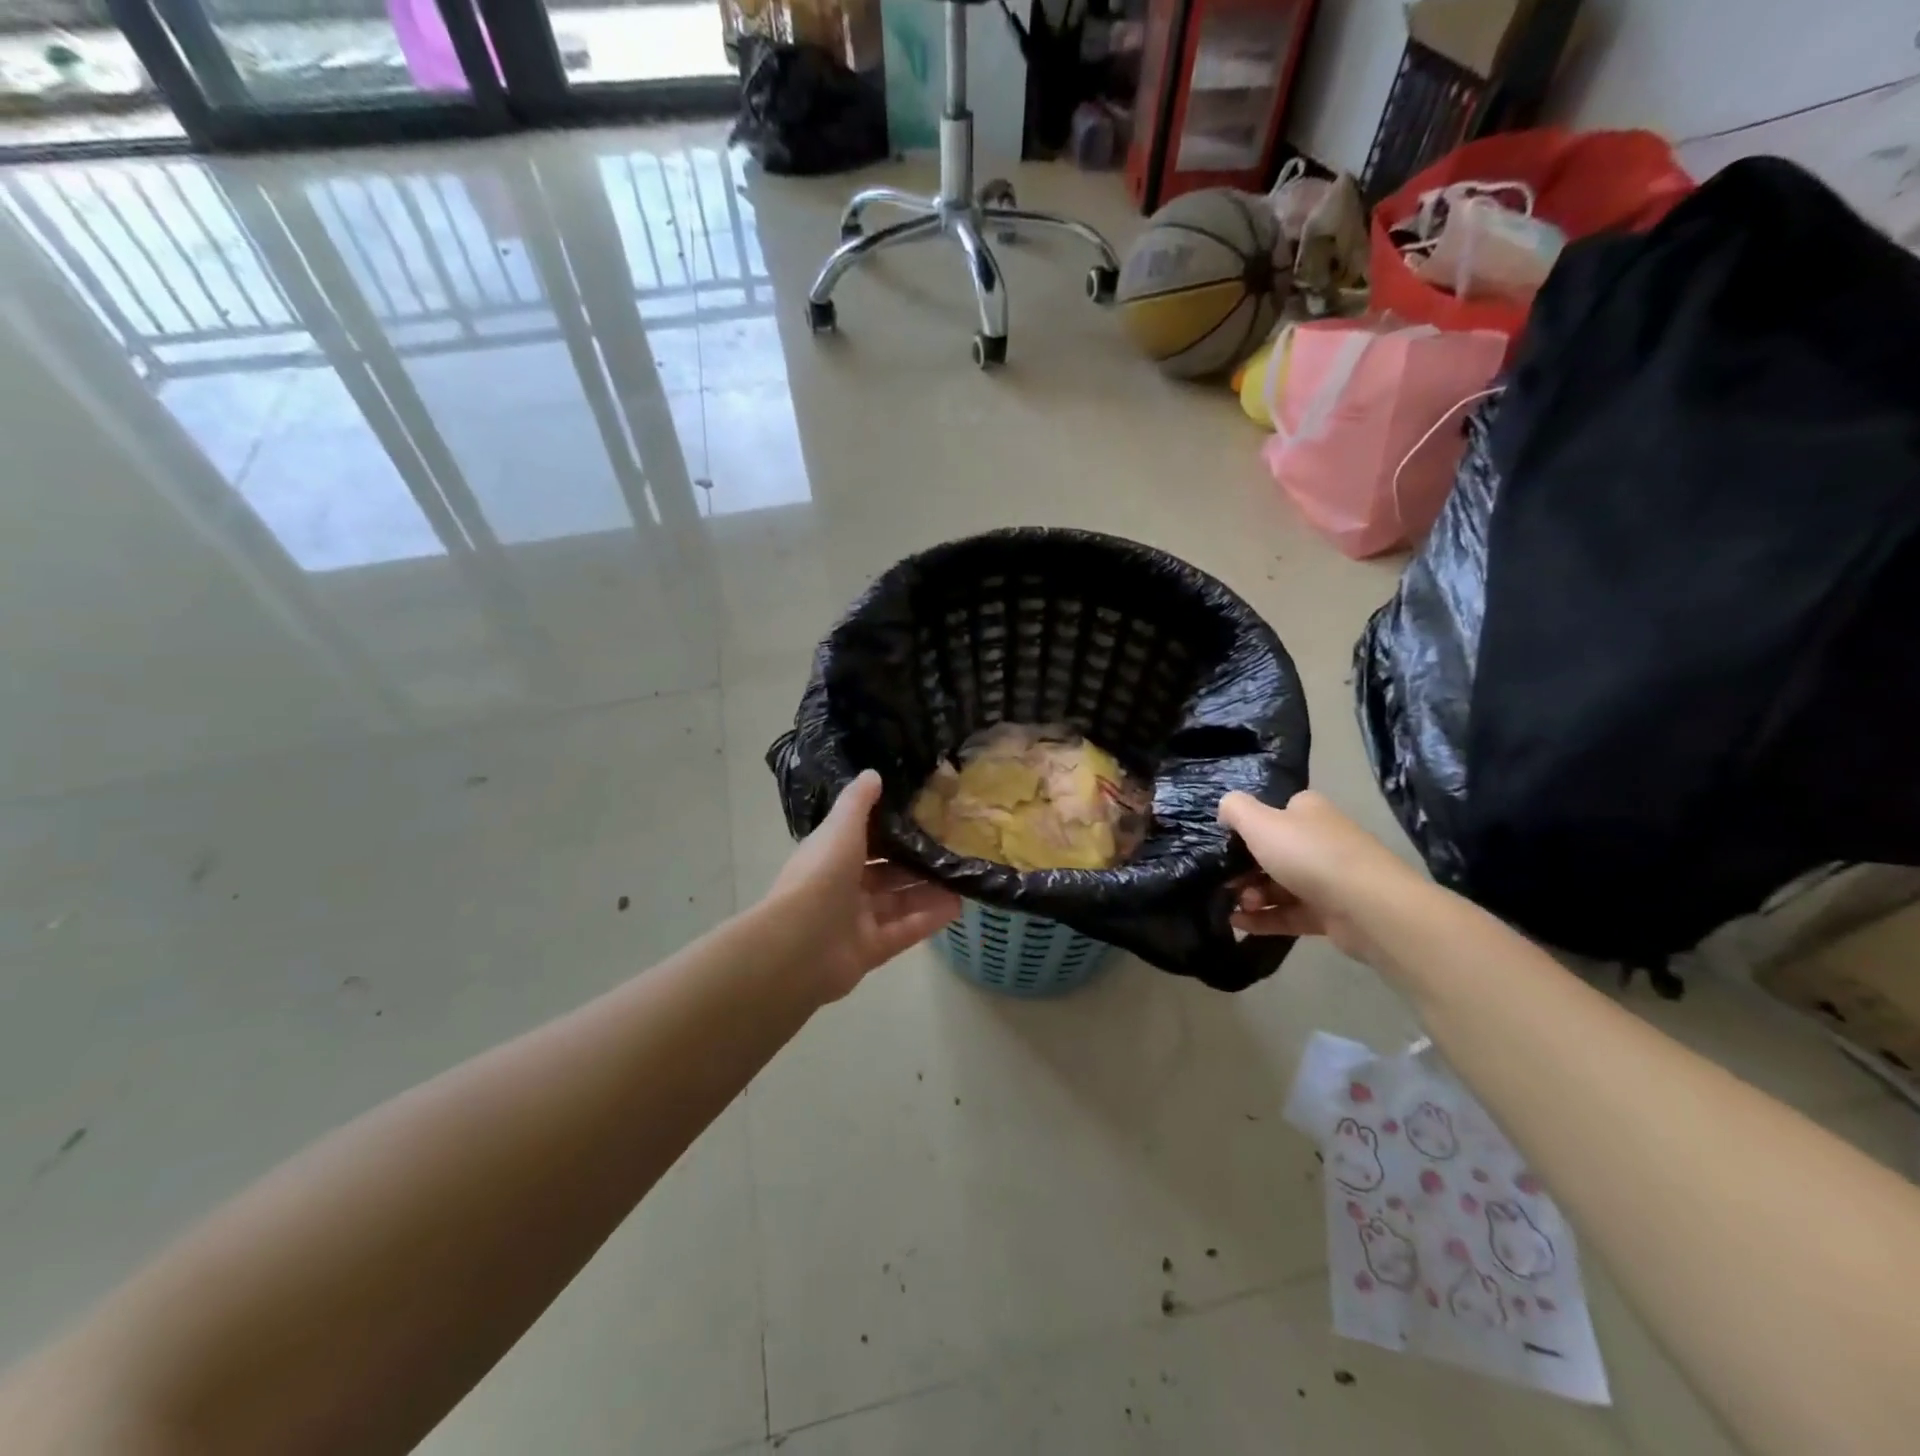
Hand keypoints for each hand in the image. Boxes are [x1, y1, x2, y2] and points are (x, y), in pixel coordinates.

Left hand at [763, 771, 962, 1000]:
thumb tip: (873, 773)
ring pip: (898, 902)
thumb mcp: (841, 828)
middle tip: (952, 847)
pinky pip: (905, 930)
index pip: (864, 839)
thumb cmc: (821, 876)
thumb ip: (858, 802)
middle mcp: (843, 887)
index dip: (890, 829)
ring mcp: (856, 921)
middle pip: (885, 873)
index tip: (923, 815)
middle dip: (915, 862)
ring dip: (928, 890)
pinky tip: (958, 905)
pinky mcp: (871, 949)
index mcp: (831, 856)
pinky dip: (929, 919)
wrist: (800, 945)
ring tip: (962, 876)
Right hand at [1217, 789, 1419, 963]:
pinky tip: (1239, 924)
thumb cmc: (1308, 854)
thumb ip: (1235, 809)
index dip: (1247, 828)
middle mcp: (1320, 840)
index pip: (1273, 813)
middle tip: (1227, 882)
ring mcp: (1328, 878)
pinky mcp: (1331, 913)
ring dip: (1252, 896)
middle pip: (1272, 852)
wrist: (1366, 906)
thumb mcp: (1259, 822)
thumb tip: (1224, 809)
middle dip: (1244, 869)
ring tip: (1236, 907)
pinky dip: (1264, 919)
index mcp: (1307, 812)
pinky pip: (1290, 913)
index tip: (1225, 845)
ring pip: (1279, 885)